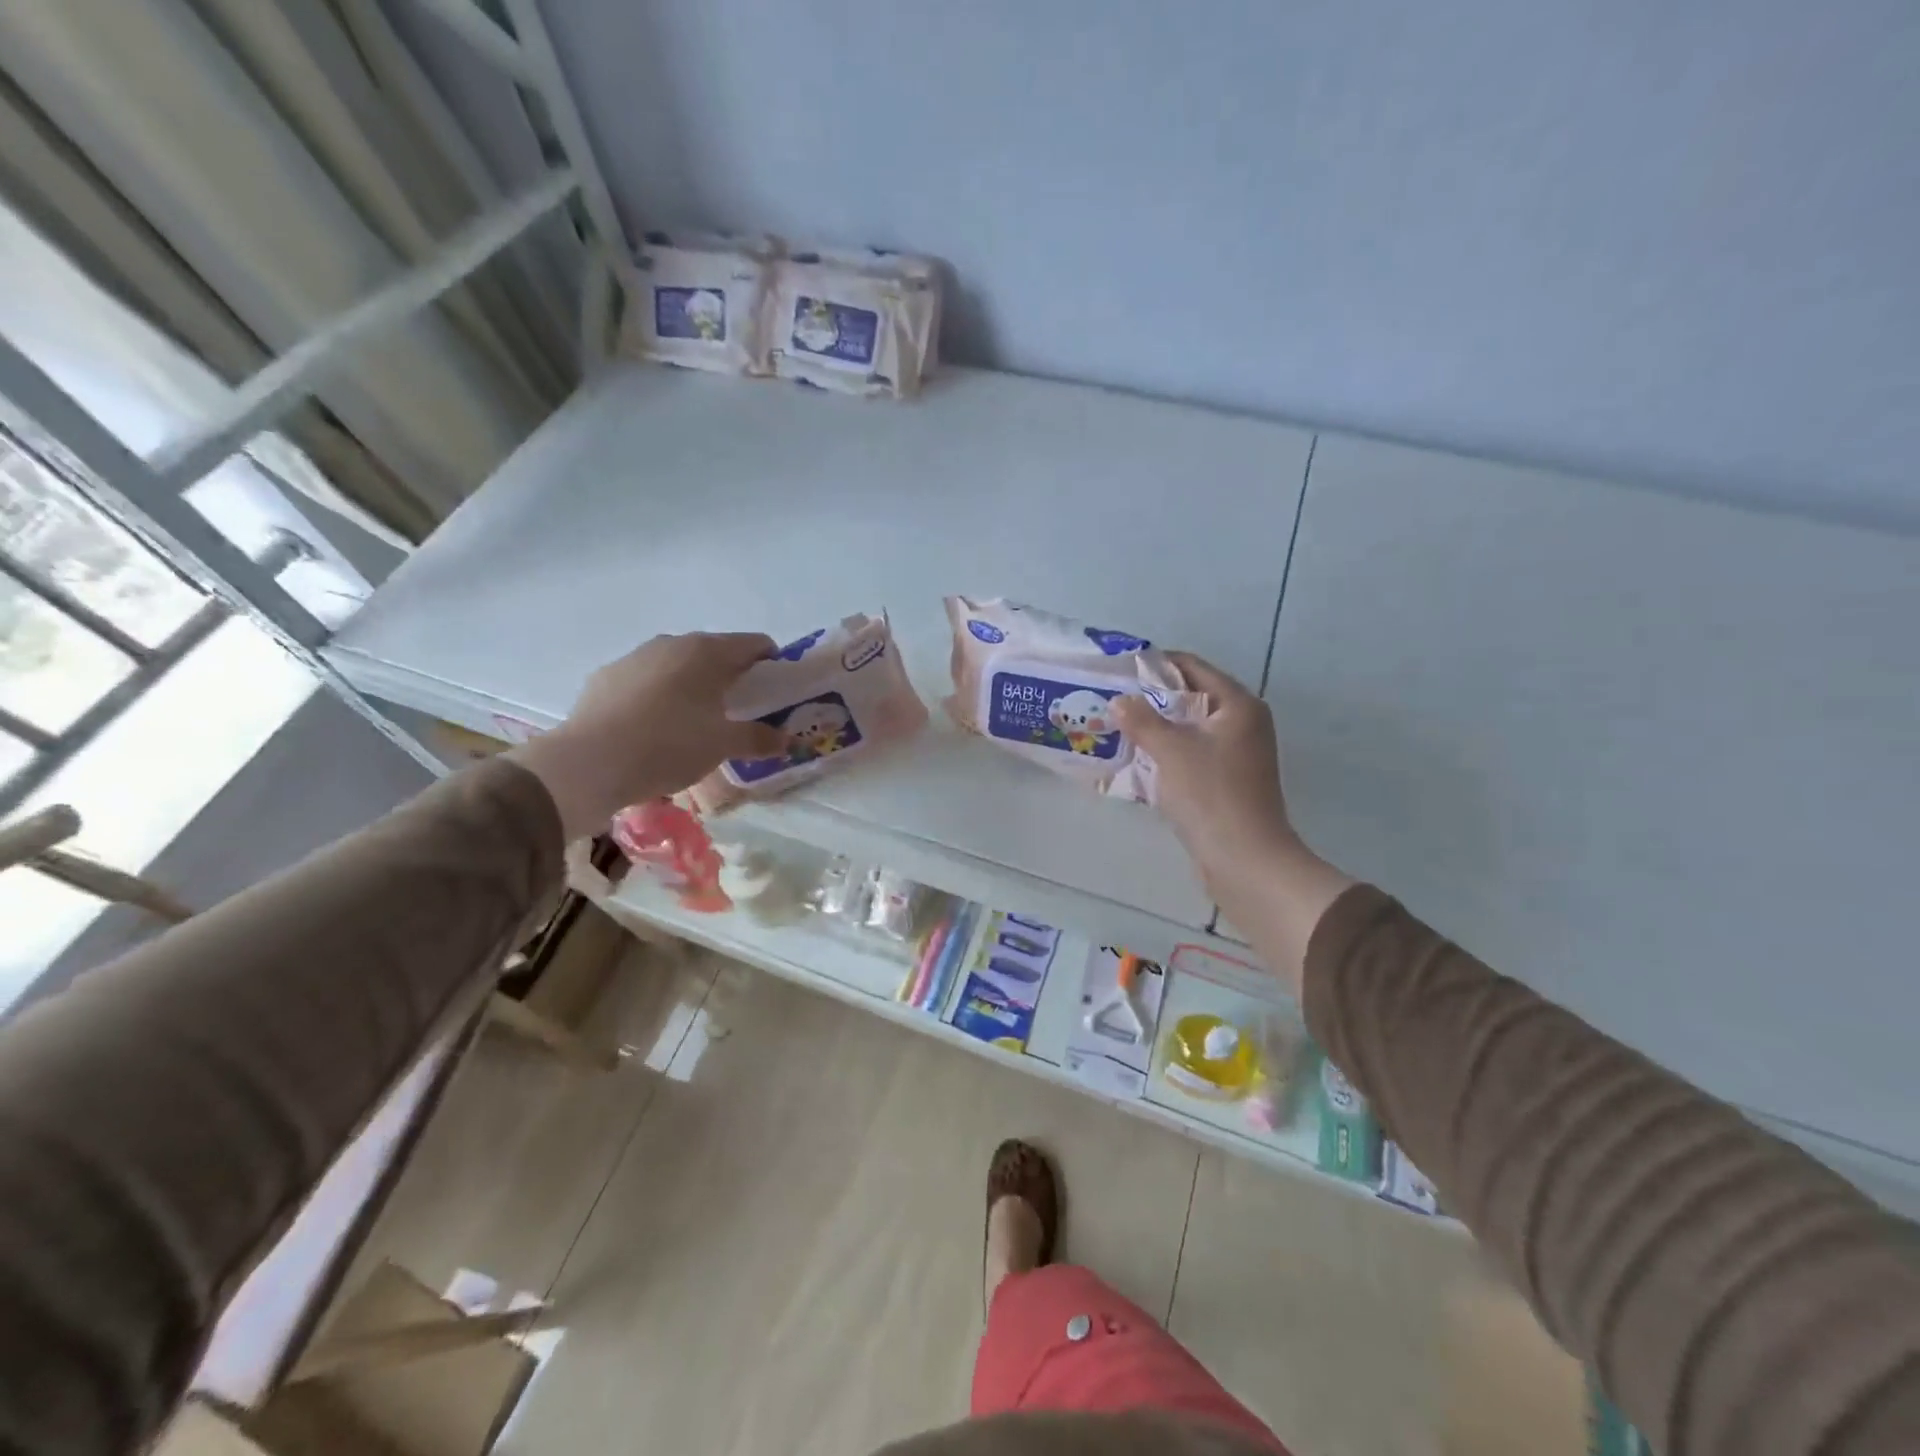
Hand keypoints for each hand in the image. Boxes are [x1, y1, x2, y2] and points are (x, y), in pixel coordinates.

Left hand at [508, 632, 786, 838]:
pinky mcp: (606, 677)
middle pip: (715, 653)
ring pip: (677, 665)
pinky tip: (653, 728)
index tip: (774, 692)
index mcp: (708, 652)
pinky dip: (658, 696)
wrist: (589, 763)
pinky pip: (645, 681)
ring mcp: (635, 657)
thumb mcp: (722, 746)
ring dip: (692, 686)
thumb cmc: (669, 745)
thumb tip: (785, 740)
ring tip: (694, 723)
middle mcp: (673, 643)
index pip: (755, 644)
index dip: (771, 664)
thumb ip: (758, 739)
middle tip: (739, 712)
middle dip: (731, 677)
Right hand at [1112, 653, 1353, 993]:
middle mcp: (1244, 723)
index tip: (1120, 669)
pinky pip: (1193, 754)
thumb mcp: (1170, 751)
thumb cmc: (1210, 795)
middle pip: (1192, 697)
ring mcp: (1238, 754)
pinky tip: (1138, 759)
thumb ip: (1141, 720)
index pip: (1193, 667)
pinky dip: (1168, 752)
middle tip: (1113, 699)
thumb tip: (1120, 700)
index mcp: (1238, 705)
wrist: (1244, 859)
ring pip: (1190, 728)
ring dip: (1158, 727)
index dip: (1156, 665)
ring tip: (1118, 727)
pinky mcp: (1229, 781)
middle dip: (1152, 698)